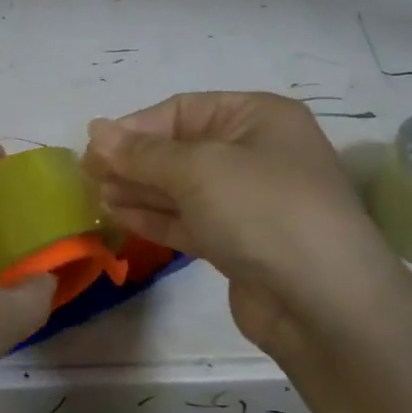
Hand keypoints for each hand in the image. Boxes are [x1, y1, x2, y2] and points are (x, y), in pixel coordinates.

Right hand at [84, 92, 405, 363]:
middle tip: (86, 174)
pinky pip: (189, 220)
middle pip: (180, 148)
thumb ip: (142, 153)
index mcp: (257, 117)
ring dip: (139, 189)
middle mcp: (255, 153)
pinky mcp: (239, 243)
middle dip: (134, 160)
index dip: (135, 127)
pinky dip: (155, 217)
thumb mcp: (198, 169)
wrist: (324, 302)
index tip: (93, 147)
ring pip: (181, 188)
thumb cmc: (263, 210)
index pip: (183, 110)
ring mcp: (249, 201)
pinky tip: (119, 215)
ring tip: (96, 195)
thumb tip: (96, 131)